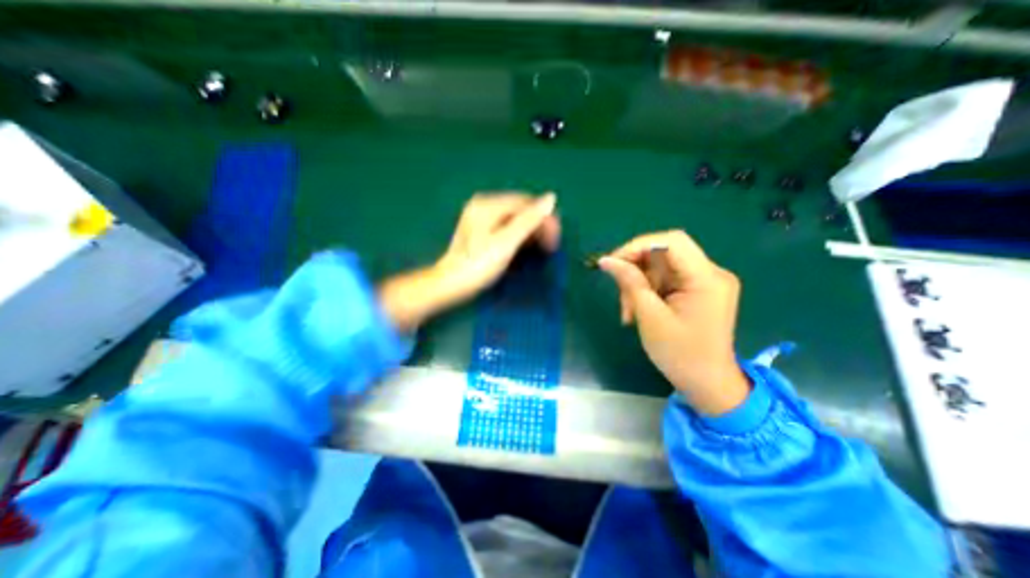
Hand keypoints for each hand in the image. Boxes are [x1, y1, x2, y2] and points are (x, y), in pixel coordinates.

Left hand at [377, 191, 559, 330]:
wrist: (450, 285)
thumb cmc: (478, 266)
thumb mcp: (506, 243)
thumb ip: (529, 220)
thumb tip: (551, 198)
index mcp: (488, 205)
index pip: (526, 203)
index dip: (545, 218)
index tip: (556, 239)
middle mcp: (484, 205)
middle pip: (520, 210)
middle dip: (538, 226)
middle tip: (551, 246)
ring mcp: (481, 218)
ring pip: (515, 219)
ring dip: (531, 232)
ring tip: (542, 249)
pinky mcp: (481, 230)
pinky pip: (507, 227)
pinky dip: (519, 236)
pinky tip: (525, 248)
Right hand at [597, 230, 749, 415]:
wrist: (708, 385)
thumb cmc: (680, 355)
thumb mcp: (650, 317)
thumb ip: (630, 283)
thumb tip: (606, 260)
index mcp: (707, 278)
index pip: (671, 241)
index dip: (638, 246)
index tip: (613, 263)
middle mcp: (712, 273)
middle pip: (664, 253)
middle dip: (636, 270)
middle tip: (620, 293)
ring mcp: (706, 281)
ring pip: (661, 267)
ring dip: (639, 284)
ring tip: (628, 312)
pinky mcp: (699, 290)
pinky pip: (666, 279)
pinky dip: (648, 291)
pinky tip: (639, 310)